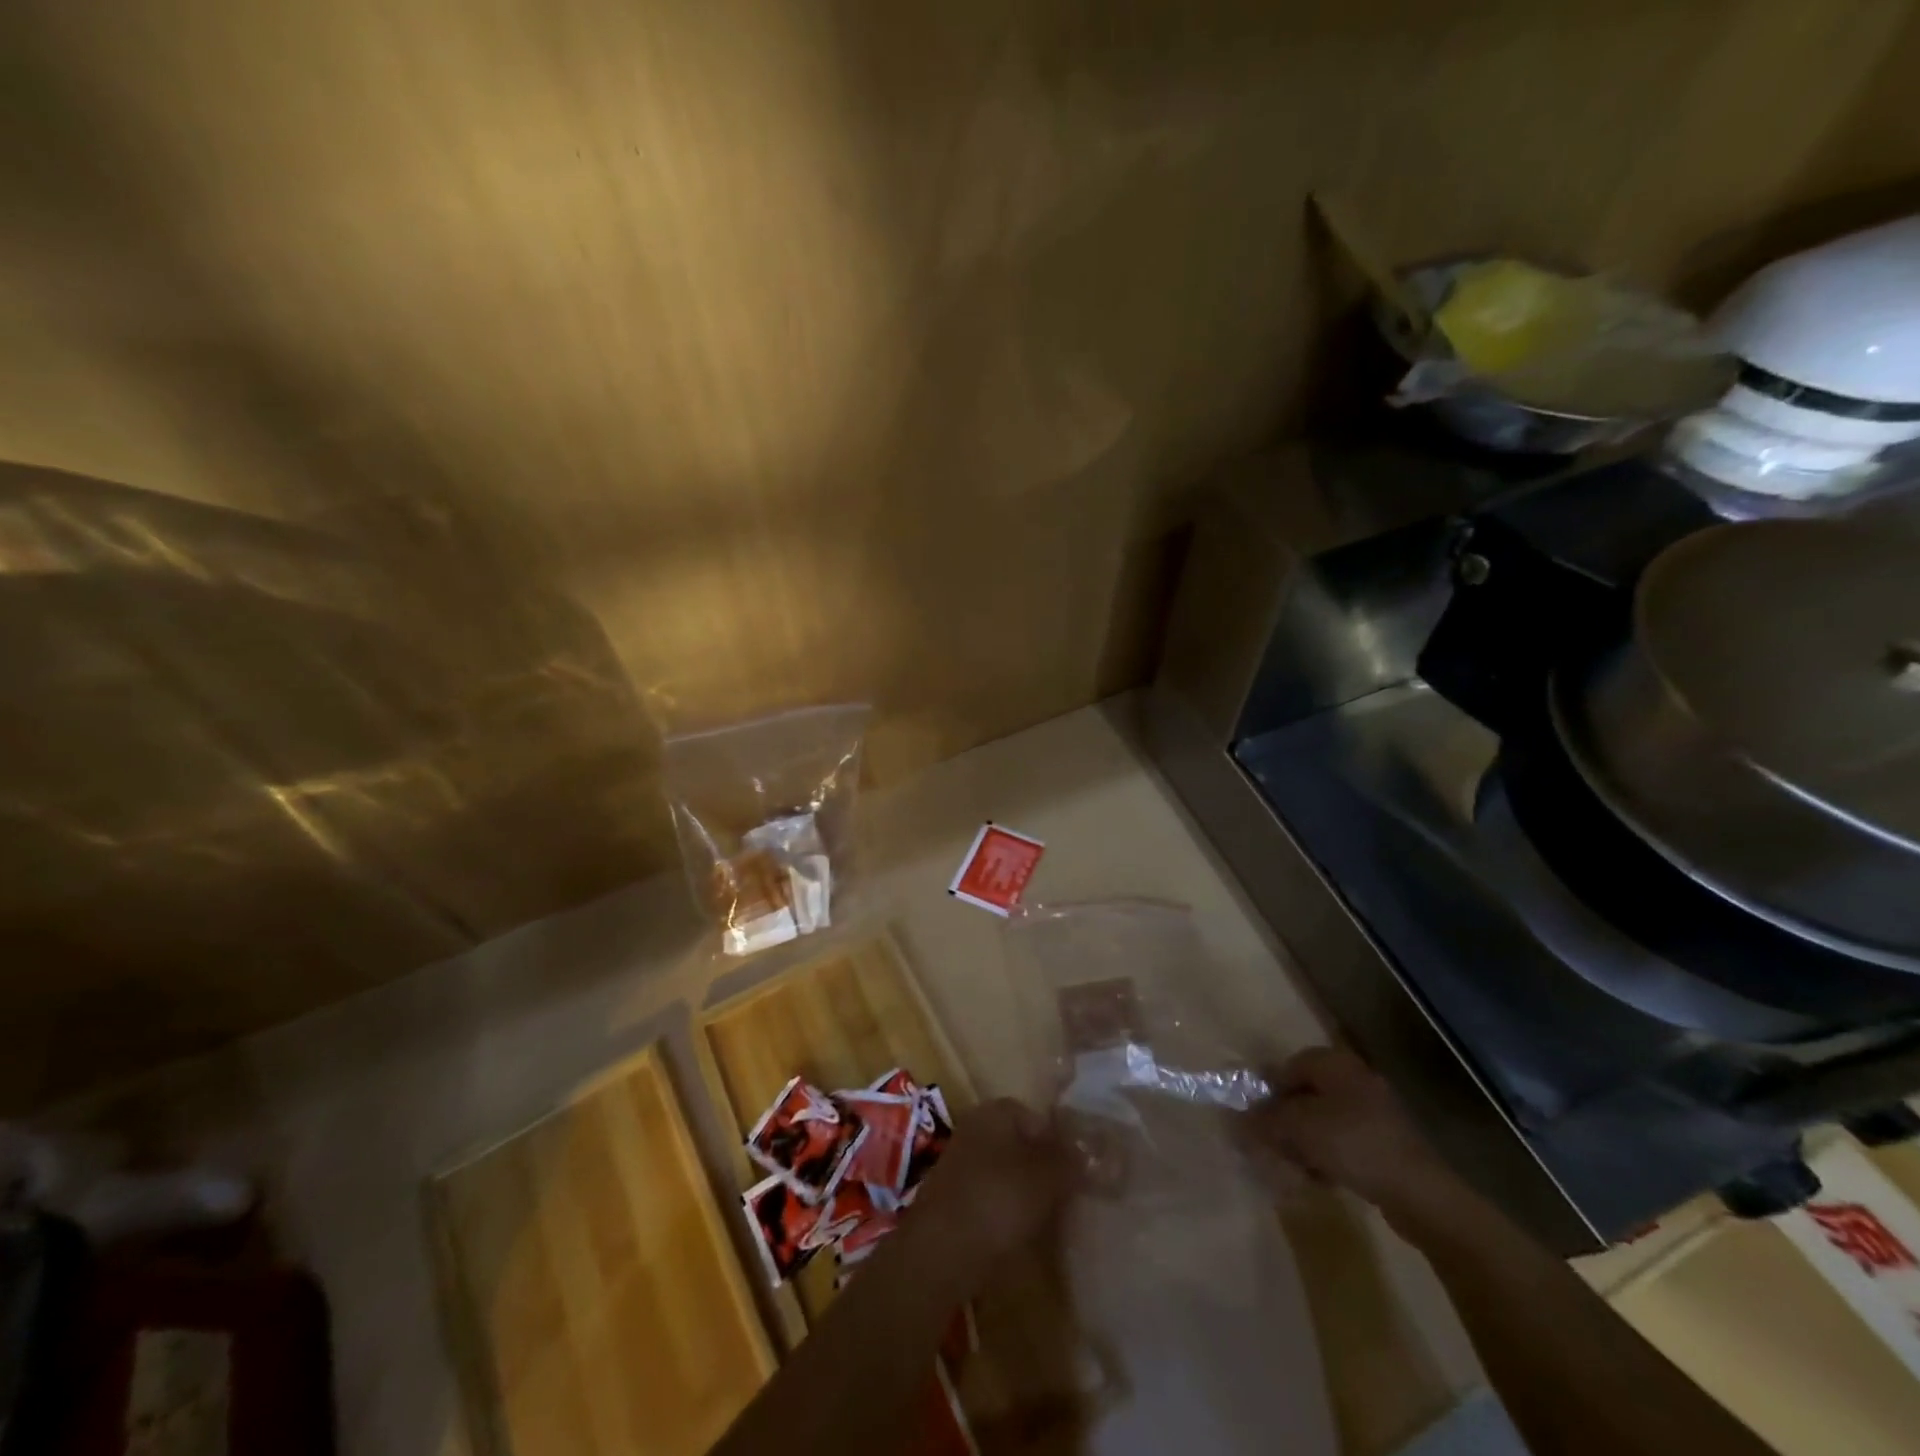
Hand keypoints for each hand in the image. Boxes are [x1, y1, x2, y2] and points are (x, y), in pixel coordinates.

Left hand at [915, 1098, 1071, 1265]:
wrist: (941, 1251)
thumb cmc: (997, 1200)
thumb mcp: (1045, 1178)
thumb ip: (1068, 1161)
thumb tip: (1087, 1152)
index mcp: (995, 1112)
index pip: (1036, 1117)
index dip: (1059, 1142)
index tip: (1077, 1172)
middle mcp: (975, 1129)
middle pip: (1020, 1145)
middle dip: (1043, 1168)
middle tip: (1067, 1197)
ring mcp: (960, 1165)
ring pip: (1005, 1173)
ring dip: (1026, 1193)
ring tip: (1049, 1220)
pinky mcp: (953, 1200)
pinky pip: (990, 1198)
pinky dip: (1006, 1212)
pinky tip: (1021, 1235)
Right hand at [1248, 1046, 1467, 1231]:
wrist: (1419, 1192)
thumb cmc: (1352, 1144)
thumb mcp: (1298, 1128)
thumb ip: (1264, 1119)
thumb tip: (1238, 1118)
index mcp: (1334, 1063)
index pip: (1286, 1068)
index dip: (1266, 1093)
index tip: (1255, 1121)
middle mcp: (1354, 1078)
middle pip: (1304, 1095)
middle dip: (1284, 1121)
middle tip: (1272, 1146)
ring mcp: (1374, 1110)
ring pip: (1322, 1120)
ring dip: (1304, 1141)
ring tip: (1294, 1167)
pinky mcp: (1385, 1142)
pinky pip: (1343, 1141)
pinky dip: (1327, 1155)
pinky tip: (1320, 1178)